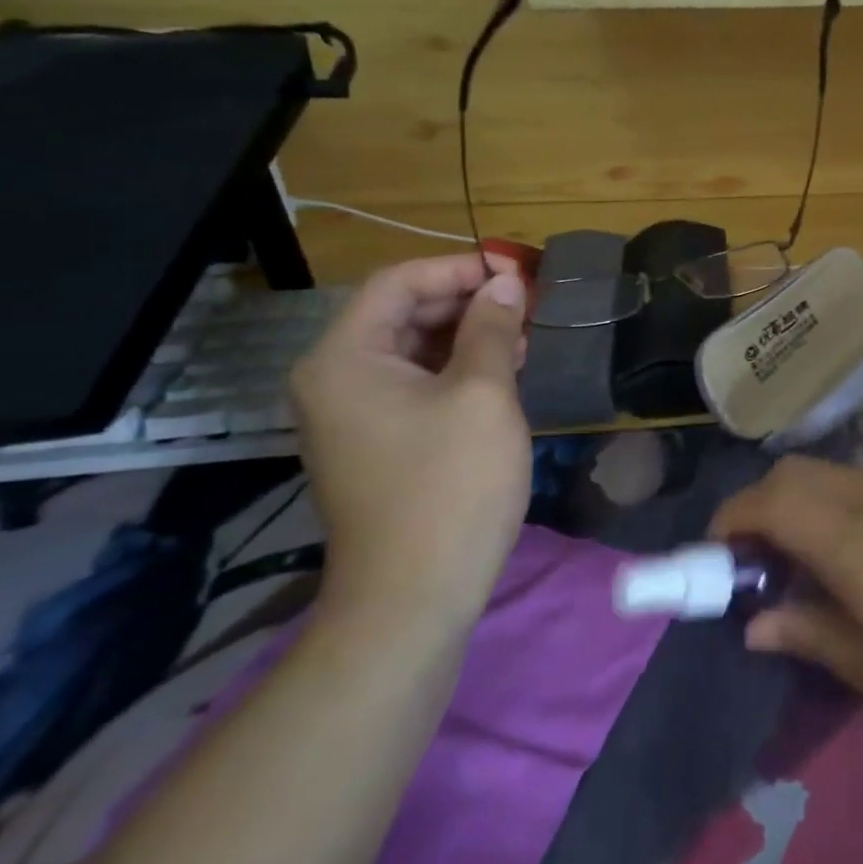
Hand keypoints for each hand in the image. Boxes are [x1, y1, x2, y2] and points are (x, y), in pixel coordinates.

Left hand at [290, 254, 531, 627]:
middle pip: (402, 313)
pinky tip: (501, 375)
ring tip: (523, 339)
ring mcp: (352, 416)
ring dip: (467, 336)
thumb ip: (492, 328)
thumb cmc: (451, 484)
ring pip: (412, 350)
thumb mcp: (483, 394)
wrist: (415, 595)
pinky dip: (456, 371)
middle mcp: (335, 379)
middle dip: (466, 302)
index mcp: (346, 358)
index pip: (399, 282)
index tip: (517, 272)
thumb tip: (506, 282)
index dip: (460, 267)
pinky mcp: (375, 444)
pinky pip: (414, 386)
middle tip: (527, 306)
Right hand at [710, 457, 862, 752]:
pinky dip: (842, 505)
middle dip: (759, 509)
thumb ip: (822, 641)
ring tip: (810, 570)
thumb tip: (757, 623)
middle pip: (797, 473)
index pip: (771, 501)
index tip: (715, 561)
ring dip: (802, 506)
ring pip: (834, 475)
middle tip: (758, 569)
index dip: (730, 522)